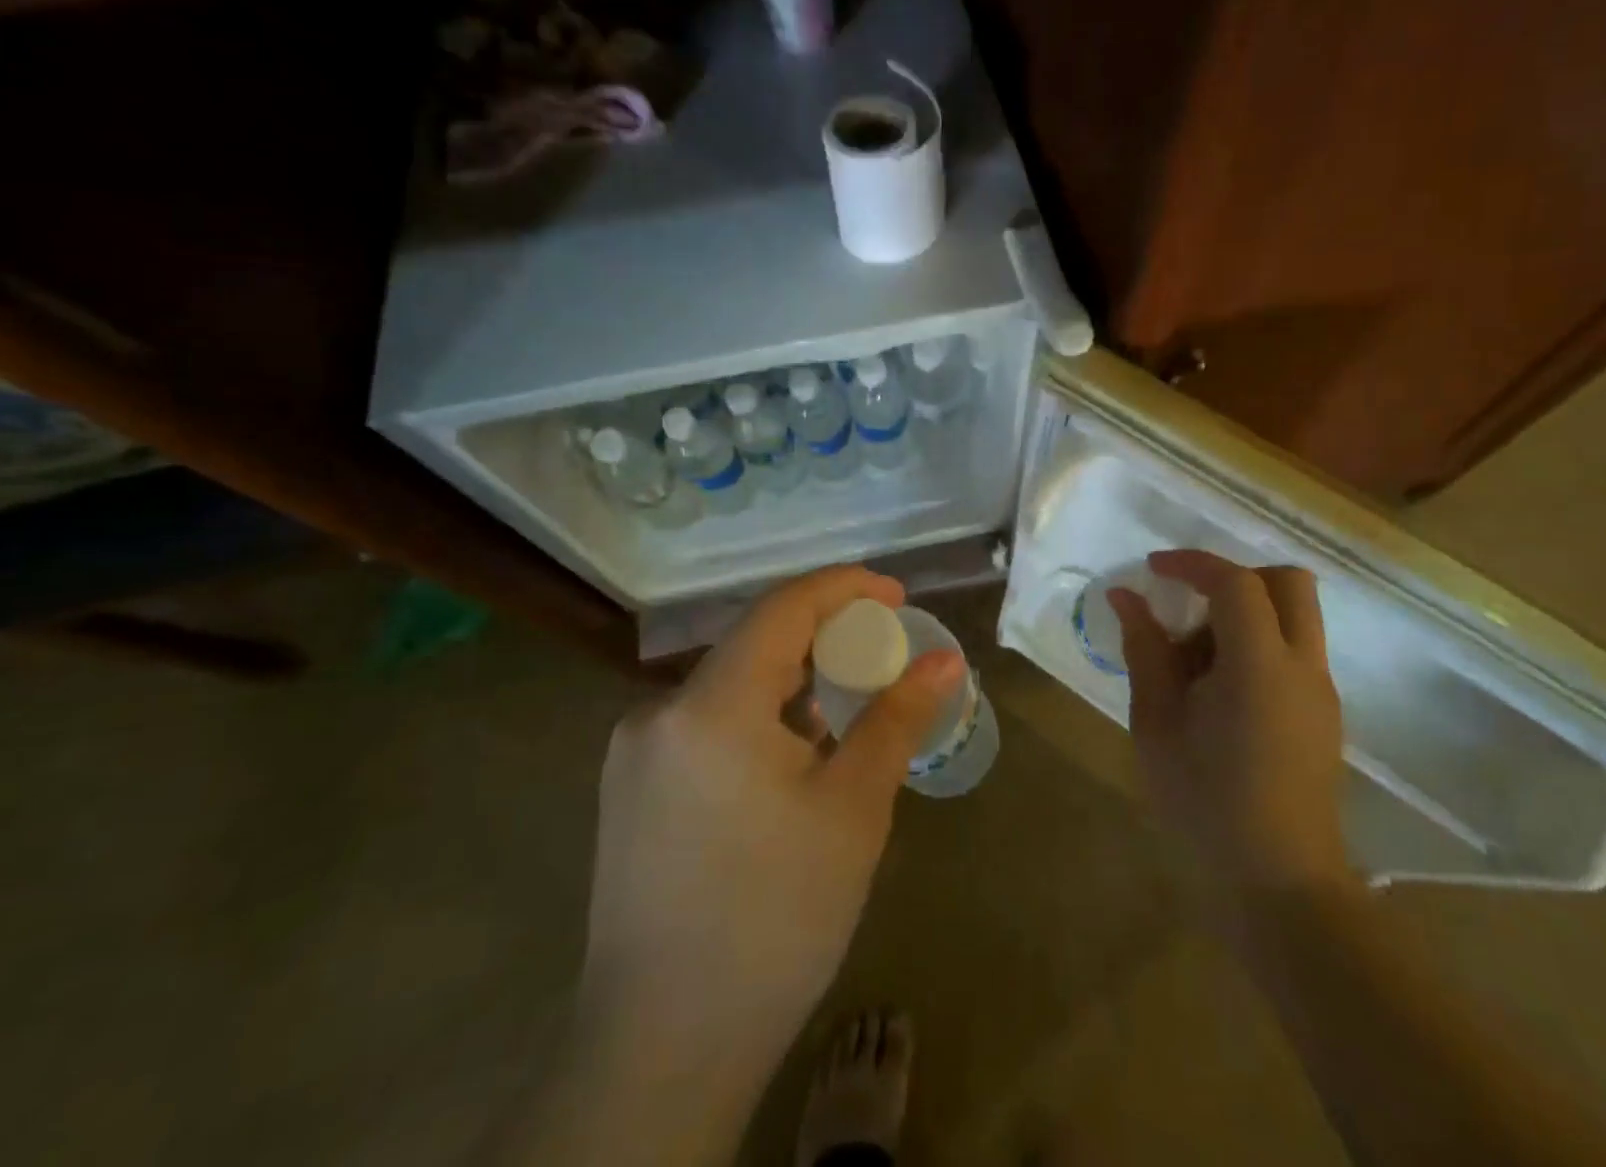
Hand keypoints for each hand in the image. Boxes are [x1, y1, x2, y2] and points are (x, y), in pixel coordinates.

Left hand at [583, 566, 963, 1065]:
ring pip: (729, 683)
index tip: (896, 594)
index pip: (782, 608)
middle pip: (754, 641)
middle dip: (824, 634)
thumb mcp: (853, 809)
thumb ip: (896, 719)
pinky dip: (758, 714)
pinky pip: (706, 721)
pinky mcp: (629, 787)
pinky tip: (792, 751)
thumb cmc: (775, 920)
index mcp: (711, 706)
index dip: (844, 588)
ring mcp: (635, 751)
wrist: (661, 1050)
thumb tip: (944, 661)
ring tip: (847, 701)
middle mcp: (660, 711)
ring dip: (791, 678)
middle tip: (882, 650)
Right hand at [1110, 550, 1350, 896]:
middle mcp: (1302, 666)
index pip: (1235, 582)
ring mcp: (1320, 692)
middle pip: (1288, 582)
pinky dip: (1257, 645)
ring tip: (1194, 661)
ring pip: (1295, 616)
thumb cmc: (1204, 803)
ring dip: (1246, 614)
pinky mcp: (1324, 716)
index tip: (1153, 570)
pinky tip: (1217, 694)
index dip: (1192, 564)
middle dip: (1236, 577)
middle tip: (1190, 603)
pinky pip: (1294, 652)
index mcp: (1259, 664)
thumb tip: (1126, 597)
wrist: (1278, 887)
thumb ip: (1145, 650)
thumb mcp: (1156, 723)